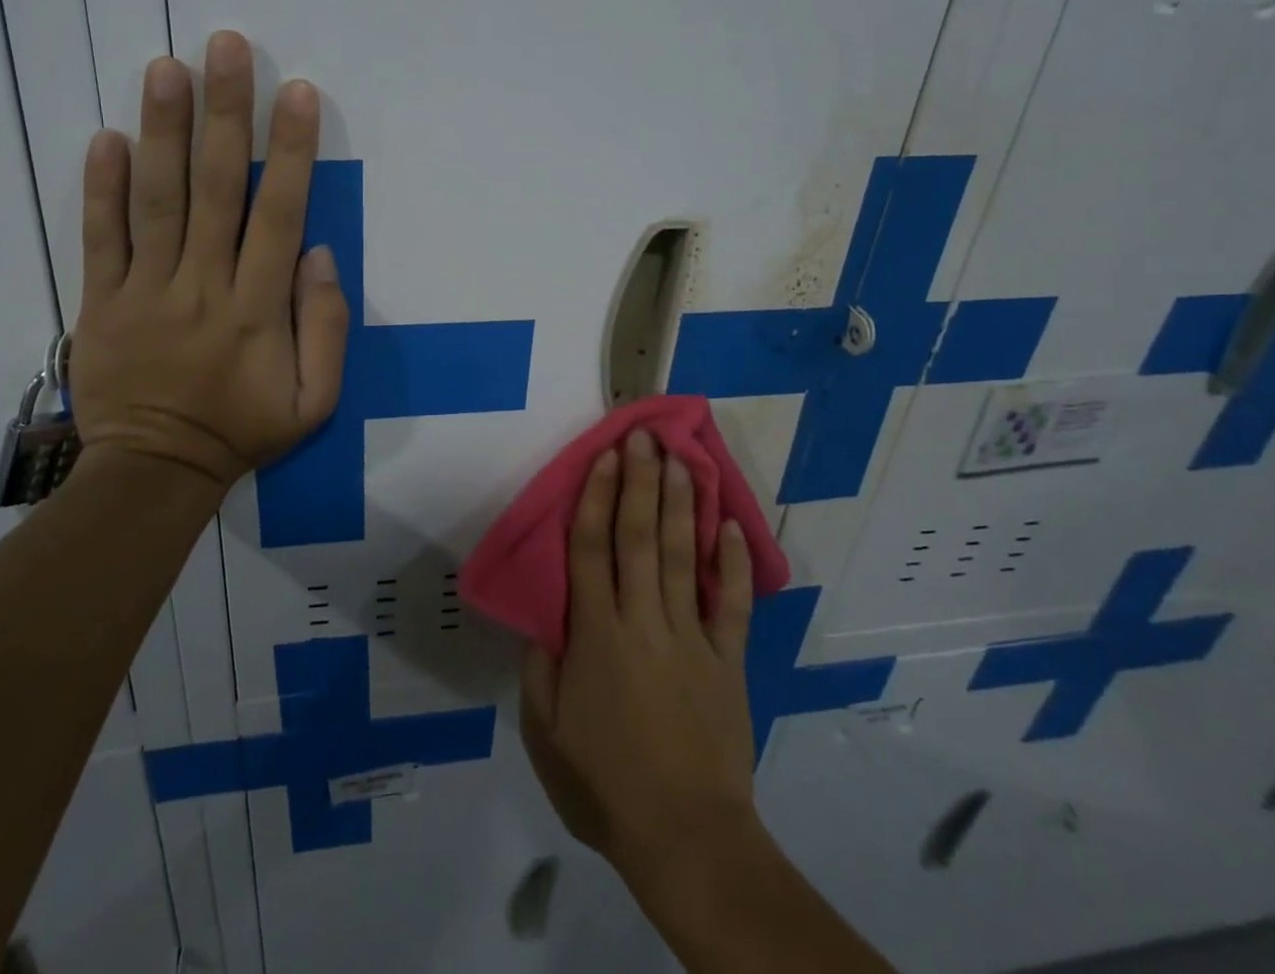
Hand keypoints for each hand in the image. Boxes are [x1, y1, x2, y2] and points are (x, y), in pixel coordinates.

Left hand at [67, 31, 349, 491]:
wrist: (155, 472)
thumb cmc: (243, 431)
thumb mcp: (314, 401)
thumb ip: (326, 328)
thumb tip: (316, 253)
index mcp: (256, 308)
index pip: (276, 214)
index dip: (289, 150)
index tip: (296, 92)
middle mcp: (201, 285)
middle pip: (214, 188)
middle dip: (223, 114)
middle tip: (225, 47)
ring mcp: (143, 290)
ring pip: (155, 200)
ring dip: (161, 131)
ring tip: (165, 67)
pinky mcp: (99, 301)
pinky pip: (99, 238)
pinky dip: (99, 187)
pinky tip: (105, 136)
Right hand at [521, 430, 758, 885]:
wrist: (686, 838)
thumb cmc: (605, 784)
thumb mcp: (546, 733)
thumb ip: (540, 668)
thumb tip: (541, 618)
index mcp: (596, 634)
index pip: (592, 548)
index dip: (596, 496)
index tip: (604, 456)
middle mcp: (642, 619)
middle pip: (639, 536)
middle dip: (639, 481)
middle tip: (644, 436)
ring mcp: (691, 636)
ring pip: (684, 555)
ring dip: (681, 503)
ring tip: (681, 459)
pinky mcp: (728, 659)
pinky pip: (732, 602)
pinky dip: (735, 562)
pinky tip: (732, 525)